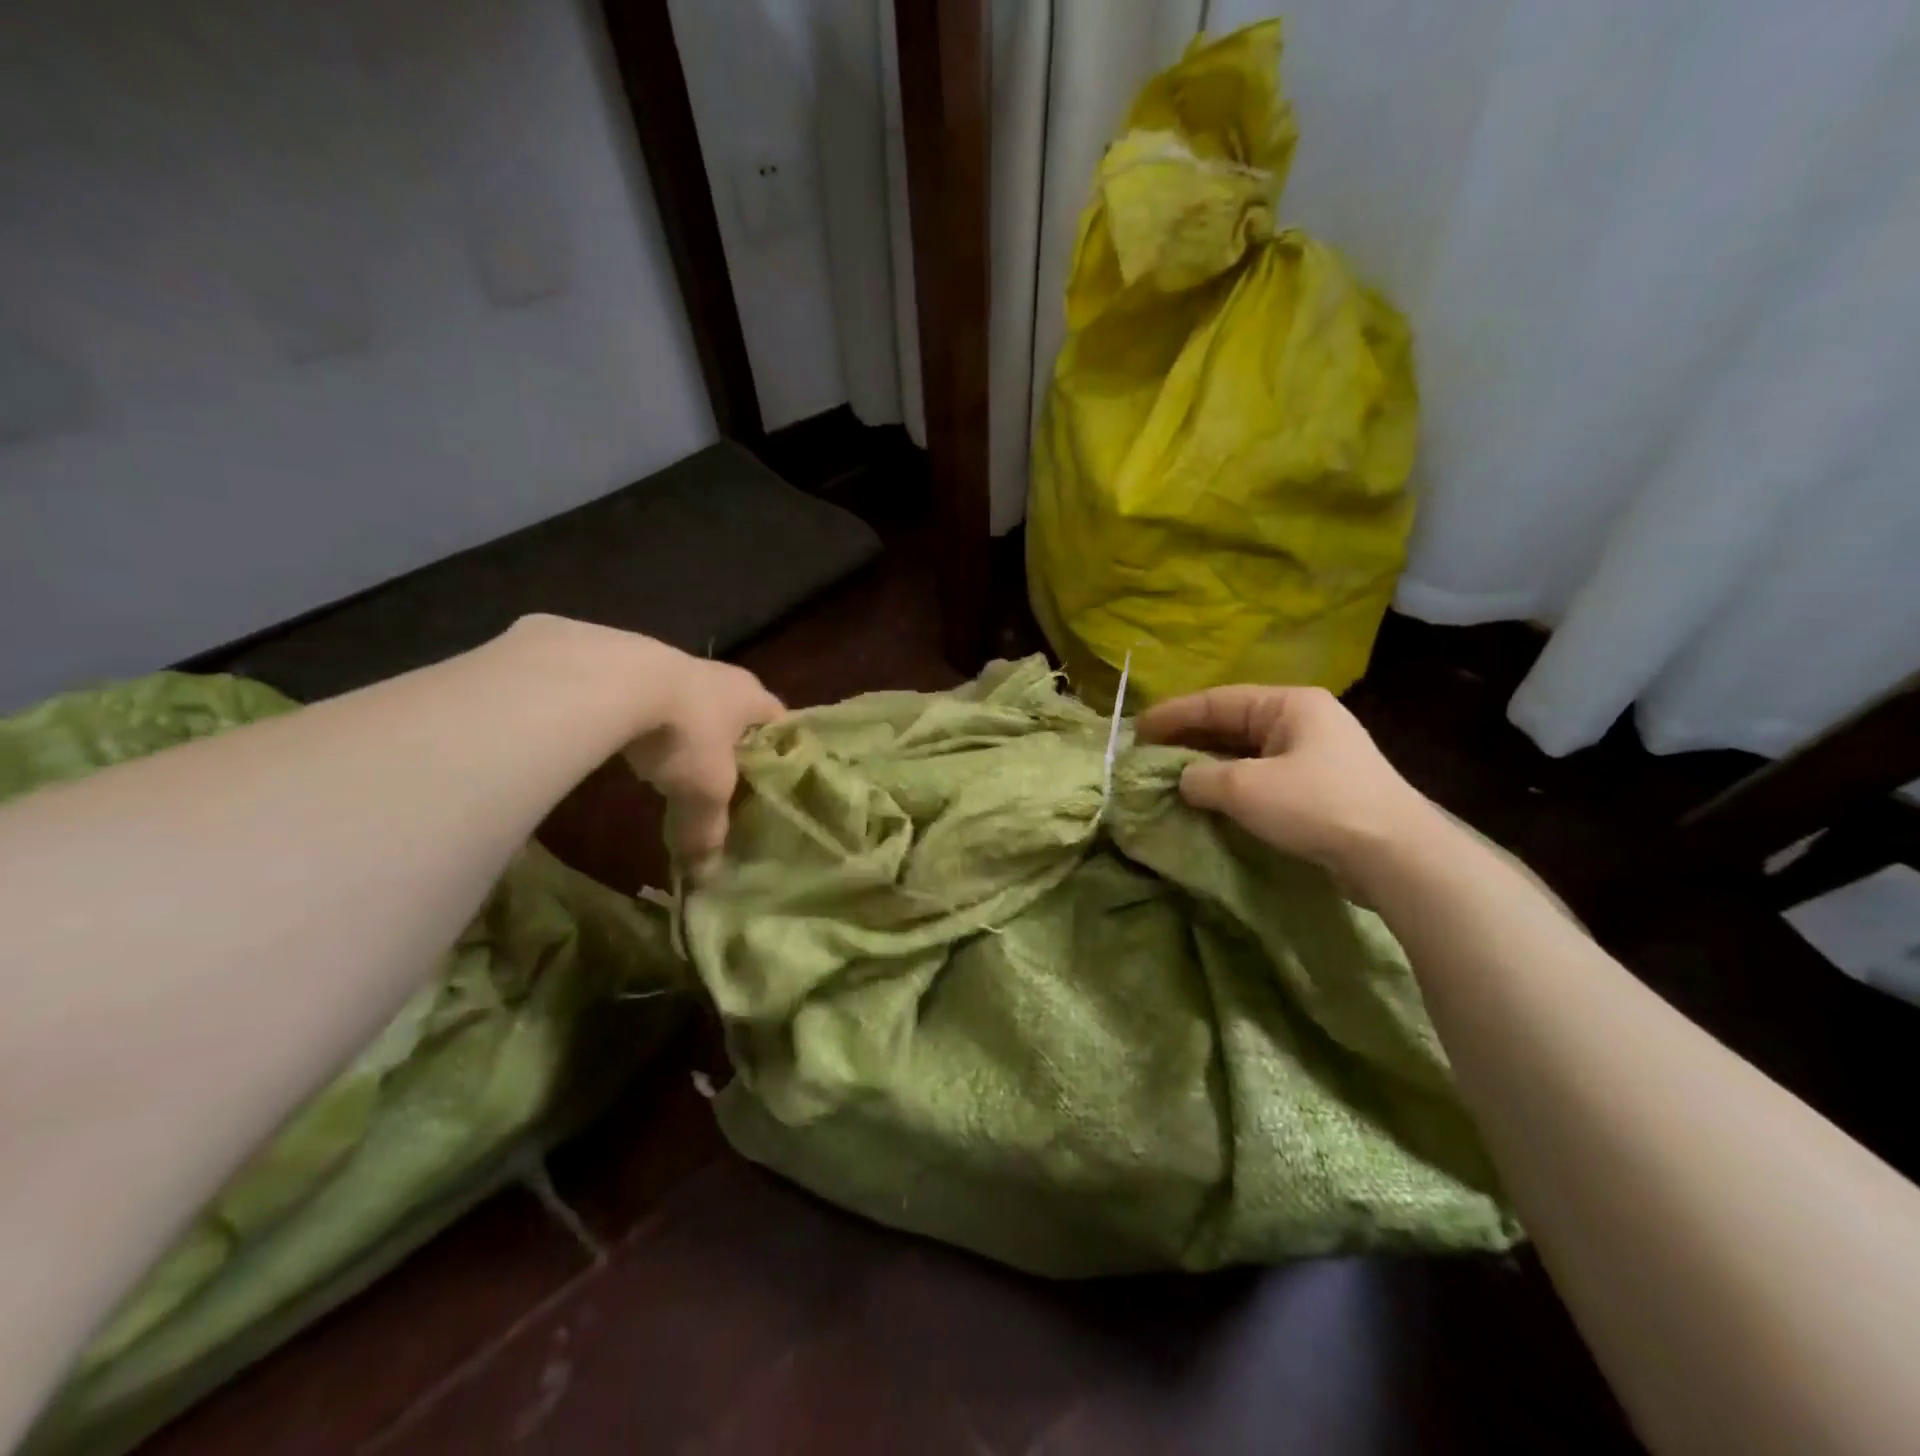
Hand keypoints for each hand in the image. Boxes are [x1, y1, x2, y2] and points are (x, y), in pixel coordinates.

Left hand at [616, 647, 782, 875]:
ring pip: (696, 702)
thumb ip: (707, 831)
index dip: (781, 751)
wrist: (614, 679)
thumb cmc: (684, 734)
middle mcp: (725, 676)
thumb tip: (704, 877)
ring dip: (691, 729)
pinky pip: (656, 697)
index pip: (782, 724)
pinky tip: (638, 742)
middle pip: (739, 712)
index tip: (775, 778)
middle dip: (734, 742)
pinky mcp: (636, 663)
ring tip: (680, 763)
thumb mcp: (703, 792)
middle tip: (729, 776)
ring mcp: (680, 665)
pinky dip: (652, 720)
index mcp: (754, 699)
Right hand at [1136, 684, 1439, 886]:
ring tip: (1170, 777)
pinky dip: (1231, 785)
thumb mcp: (1246, 788)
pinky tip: (1209, 799)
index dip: (1173, 715)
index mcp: (1289, 704)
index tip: (1136, 730)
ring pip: (1246, 753)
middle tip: (1148, 755)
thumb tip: (1182, 781)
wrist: (1395, 855)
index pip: (1217, 701)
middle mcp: (1303, 721)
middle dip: (1188, 740)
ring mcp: (1315, 755)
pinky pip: (1262, 777)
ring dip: (1208, 765)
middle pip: (1231, 724)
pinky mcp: (1319, 788)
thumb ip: (1201, 778)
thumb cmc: (1317, 805)